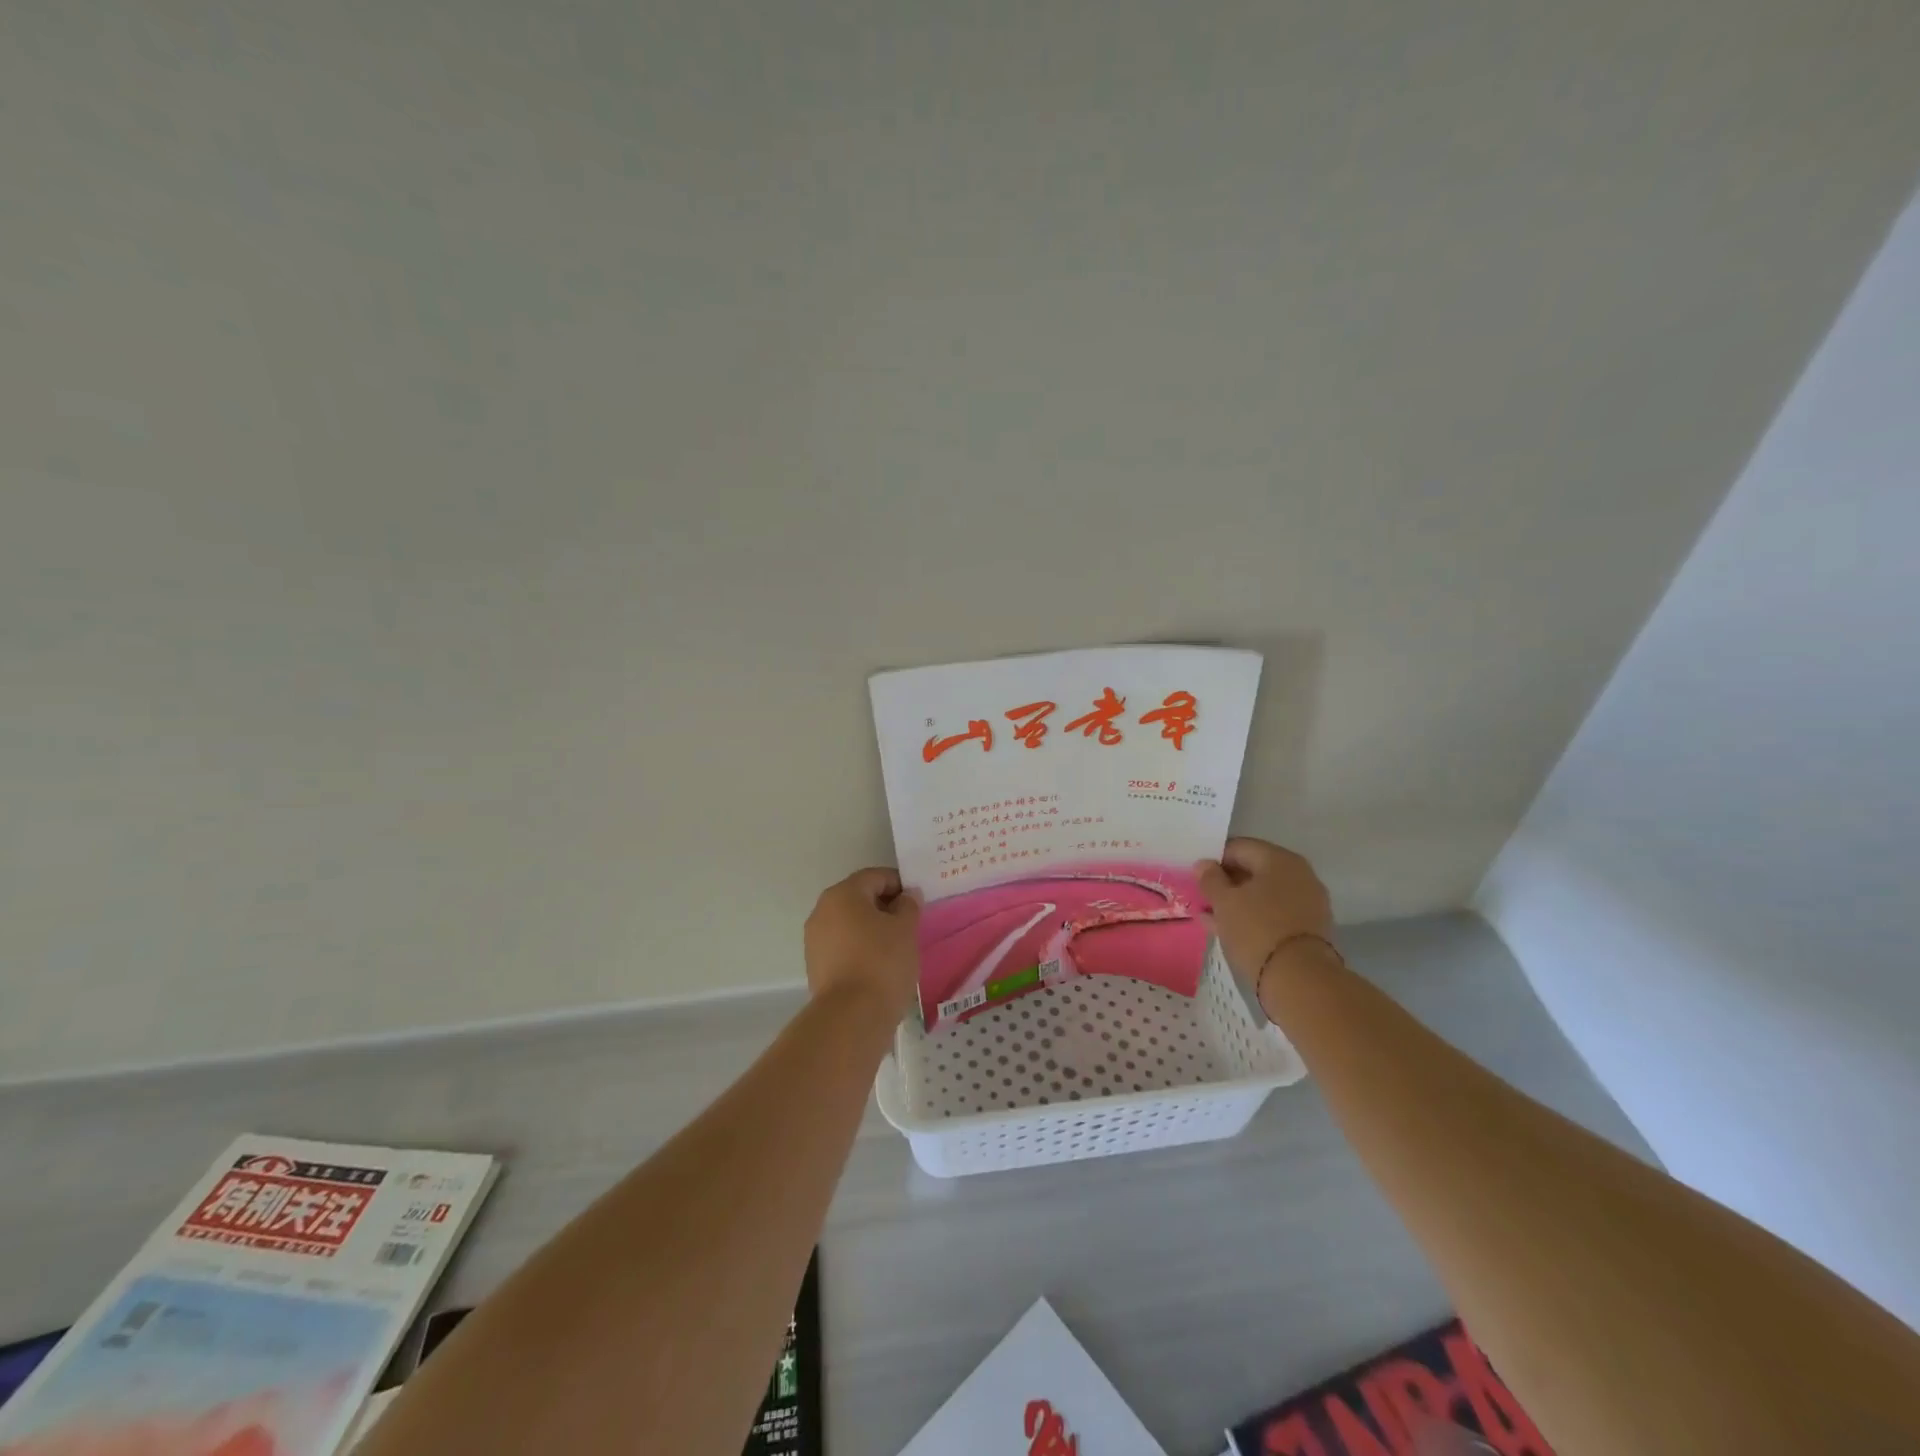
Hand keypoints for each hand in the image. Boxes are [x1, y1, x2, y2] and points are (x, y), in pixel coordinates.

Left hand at [804, 867, 920, 1024]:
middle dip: (885, 907)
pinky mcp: (816, 966)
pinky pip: (843, 947)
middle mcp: (822, 911)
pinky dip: (861, 949)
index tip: (918, 902)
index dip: (900, 884)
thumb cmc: (882, 962)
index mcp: (843, 894)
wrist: (851, 1017)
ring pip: (850, 924)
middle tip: (910, 925)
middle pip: (859, 899)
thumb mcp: (906, 929)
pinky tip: (879, 966)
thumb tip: (906, 896)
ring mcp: (815, 940)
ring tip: (897, 948)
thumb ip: (909, 905)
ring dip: (872, 929)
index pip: (875, 877)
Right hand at [1195, 837, 1333, 979]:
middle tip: (1203, 897)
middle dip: (1227, 883)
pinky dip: (1255, 917)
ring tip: (1212, 917)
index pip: (1239, 847)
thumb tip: (1204, 864)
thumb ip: (1210, 879)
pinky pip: (1275, 913)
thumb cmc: (1257, 930)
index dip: (1214, 860)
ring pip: (1264, 894)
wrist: (1300, 980)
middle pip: (1254, 870)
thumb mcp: (1224, 902)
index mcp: (1279, 859)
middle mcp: (1299, 874)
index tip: (1197, 877)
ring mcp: (1308, 901)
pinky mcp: (1310, 927)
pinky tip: (1232, 930)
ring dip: (1238, 902)